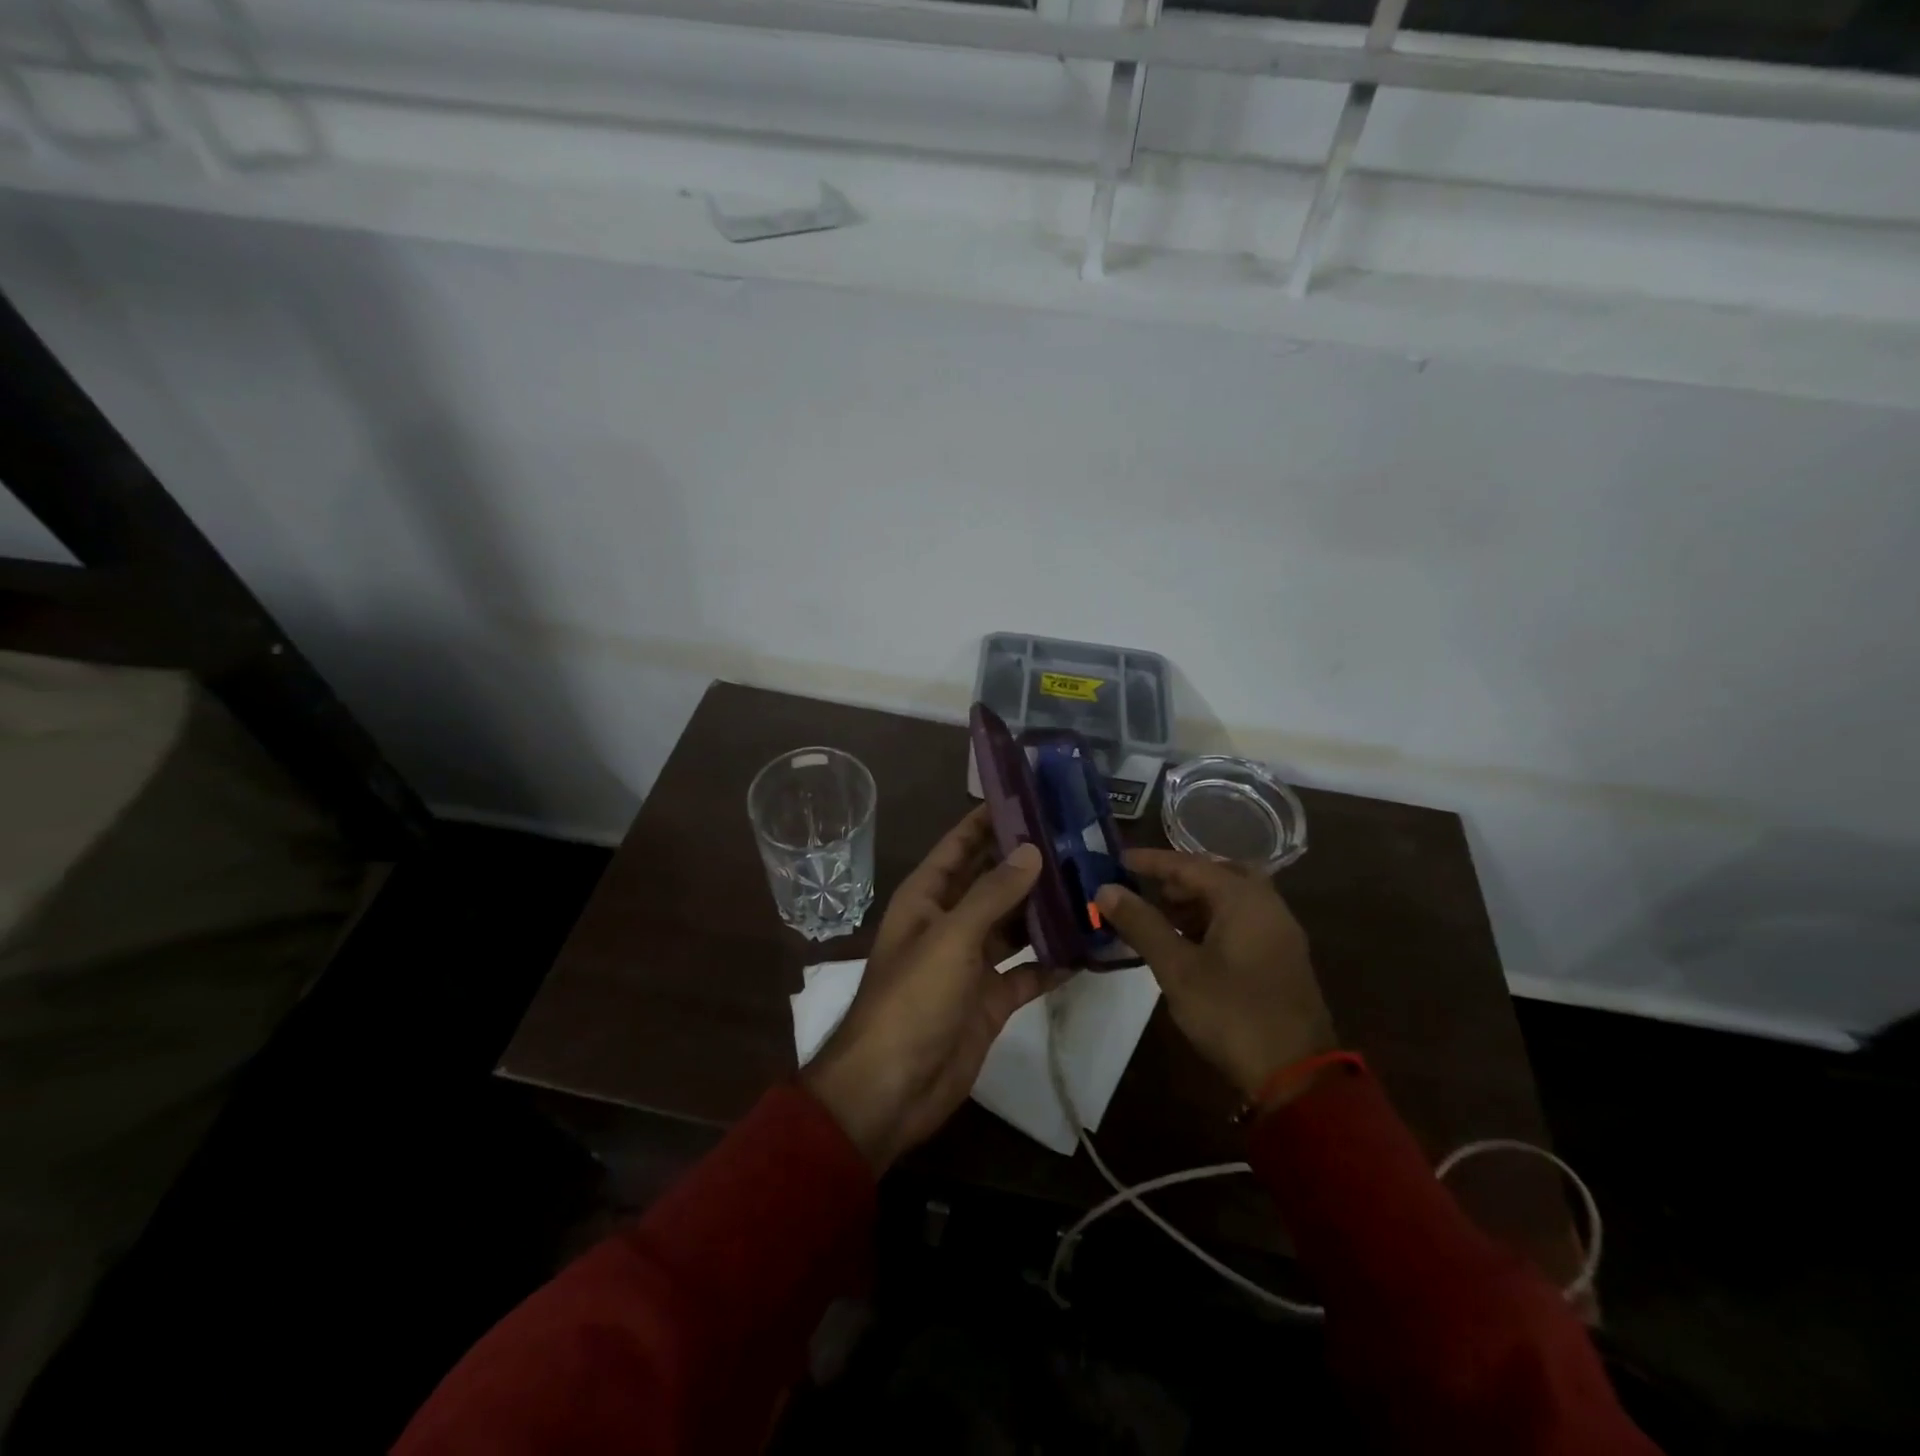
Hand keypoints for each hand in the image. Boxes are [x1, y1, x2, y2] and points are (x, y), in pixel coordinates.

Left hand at [802, 807, 1062, 1170]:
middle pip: (994, 882)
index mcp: (928, 897)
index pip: (960, 844)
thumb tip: (1032, 849)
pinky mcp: (992, 999)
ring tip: (1094, 884)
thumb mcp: (951, 938)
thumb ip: (993, 894)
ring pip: (1015, 925)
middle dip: (1030, 862)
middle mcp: (950, 922)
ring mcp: (972, 962)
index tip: (1031, 795)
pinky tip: (1091, 946)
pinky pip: (1029, 971)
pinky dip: (1055, 961)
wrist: (892, 1089)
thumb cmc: (912, 1000)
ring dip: (1048, 909)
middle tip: (1080, 839)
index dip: (989, 819)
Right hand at [1095, 850, 1335, 1100]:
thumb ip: (1142, 924)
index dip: (1152, 862)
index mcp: (1244, 899)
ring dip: (1196, 901)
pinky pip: (1242, 921)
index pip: (1190, 865)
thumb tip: (1106, 890)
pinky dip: (1213, 920)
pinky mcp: (1281, 958)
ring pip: (1232, 899)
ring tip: (1160, 918)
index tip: (1119, 860)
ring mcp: (1279, 933)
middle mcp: (1267, 905)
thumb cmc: (1232, 1013)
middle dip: (1180, 879)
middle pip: (1218, 874)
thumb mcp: (1177, 969)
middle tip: (1149, 890)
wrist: (1296, 1077)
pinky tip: (1189, 945)